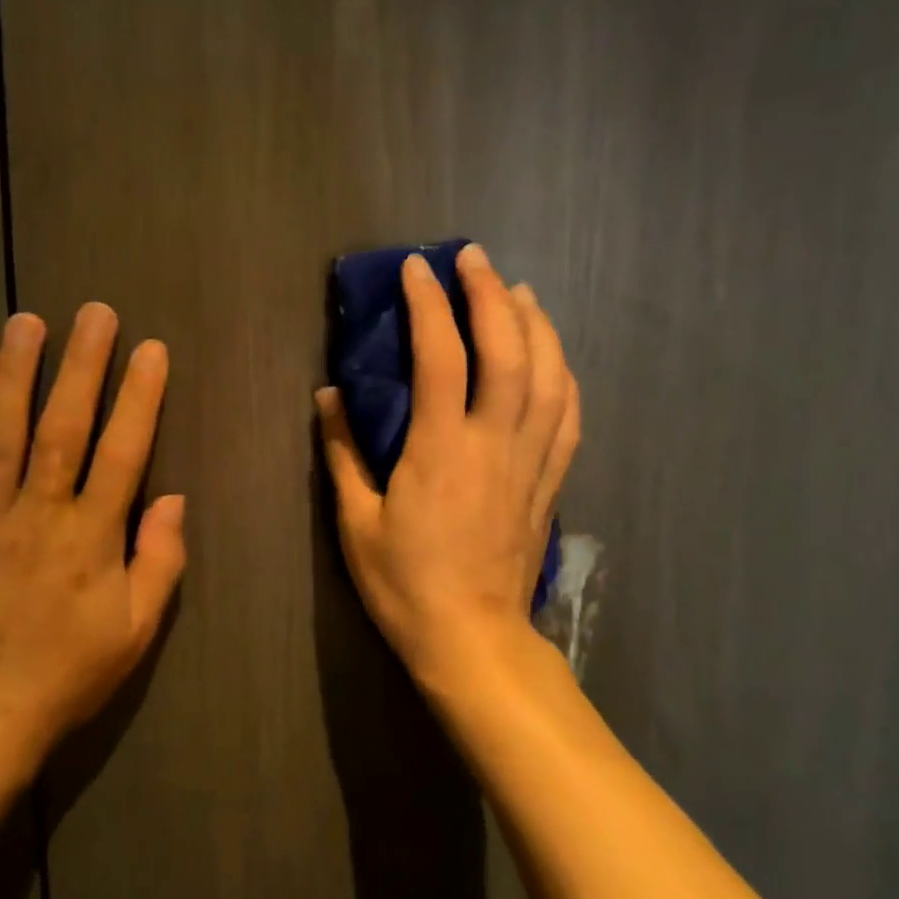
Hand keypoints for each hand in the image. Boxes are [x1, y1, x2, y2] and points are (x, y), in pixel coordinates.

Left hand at [0, 304, 185, 778]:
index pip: (124, 450)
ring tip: (26, 322)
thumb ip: (161, 561)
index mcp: (91, 536)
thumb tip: (175, 499)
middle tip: (94, 312)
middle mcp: (38, 513)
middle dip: (82, 365)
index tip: (151, 350)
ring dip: (14, 374)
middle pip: (63, 426)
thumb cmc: (68, 674)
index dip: (140, 397)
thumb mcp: (137, 630)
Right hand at [316, 245, 578, 681]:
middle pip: (508, 351)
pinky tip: (555, 357)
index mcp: (440, 450)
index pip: (440, 356)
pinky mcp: (549, 482)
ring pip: (549, 376)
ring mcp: (530, 462)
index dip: (429, 304)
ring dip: (537, 325)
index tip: (418, 269)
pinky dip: (564, 377)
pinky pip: (569, 418)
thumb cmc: (405, 585)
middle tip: (476, 258)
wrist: (472, 639)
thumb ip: (343, 452)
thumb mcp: (356, 523)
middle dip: (492, 294)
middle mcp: (493, 444)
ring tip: (520, 292)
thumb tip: (329, 395)